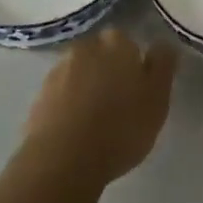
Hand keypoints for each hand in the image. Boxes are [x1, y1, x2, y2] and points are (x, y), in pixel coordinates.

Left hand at [22, 28, 176, 184]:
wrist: (63, 160)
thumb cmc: (120, 128)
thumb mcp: (157, 99)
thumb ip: (163, 66)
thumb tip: (163, 44)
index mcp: (116, 43)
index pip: (129, 44)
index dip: (134, 66)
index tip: (138, 91)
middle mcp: (85, 47)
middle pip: (102, 56)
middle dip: (108, 73)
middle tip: (118, 106)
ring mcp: (58, 70)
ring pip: (80, 74)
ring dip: (87, 89)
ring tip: (96, 122)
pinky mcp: (39, 96)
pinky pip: (61, 96)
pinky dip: (68, 107)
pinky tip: (75, 131)